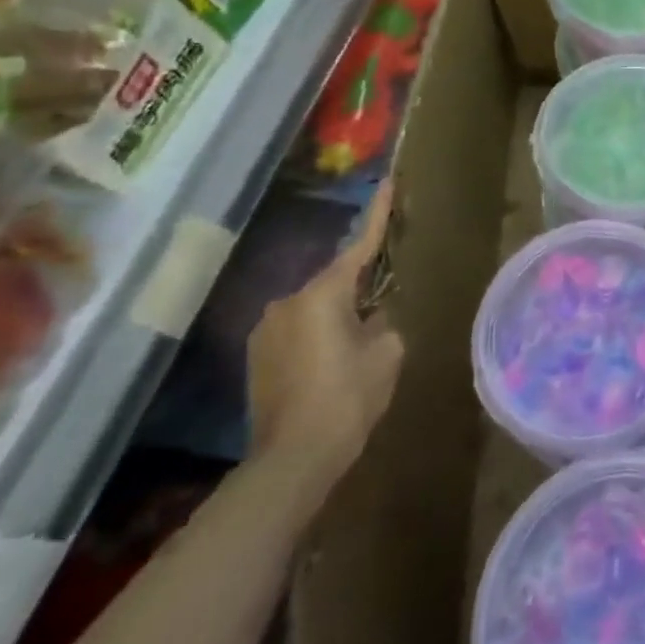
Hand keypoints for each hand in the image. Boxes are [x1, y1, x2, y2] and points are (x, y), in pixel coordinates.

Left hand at [247, 183, 404, 514]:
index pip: (360, 246)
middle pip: (334, 280)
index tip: (388, 183)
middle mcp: (287, 303)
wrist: (292, 460)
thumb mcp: (386, 353)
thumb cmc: (347, 397)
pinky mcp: (257, 359)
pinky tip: (335, 360)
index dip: (378, 215)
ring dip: (337, 314)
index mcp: (322, 294)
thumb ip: (383, 323)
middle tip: (385, 295)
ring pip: (314, 308)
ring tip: (360, 337)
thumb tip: (371, 320)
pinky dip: (318, 335)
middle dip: (359, 284)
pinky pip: (298, 331)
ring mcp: (266, 332)